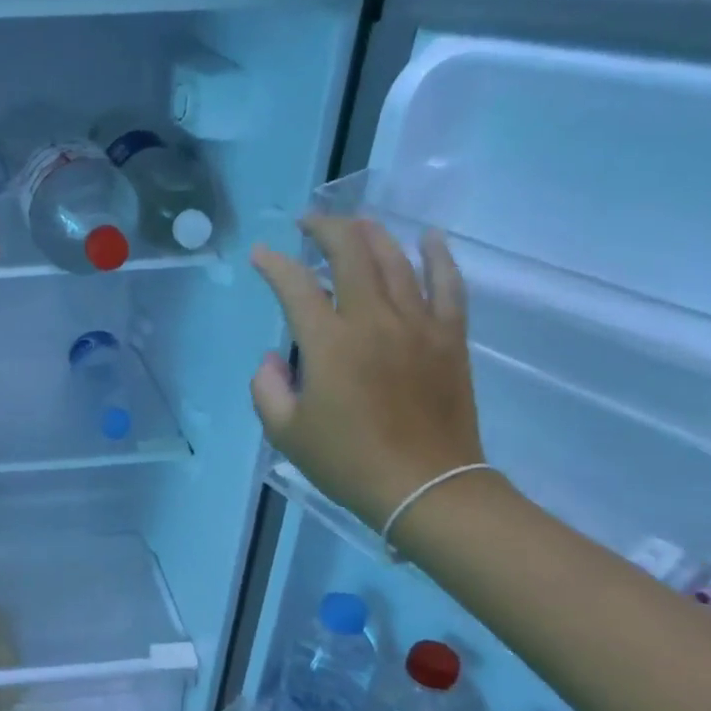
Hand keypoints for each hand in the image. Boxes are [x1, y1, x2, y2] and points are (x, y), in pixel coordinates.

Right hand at [249, 217, 484, 528]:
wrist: (426, 488)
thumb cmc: (348, 462)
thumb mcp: (286, 431)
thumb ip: (267, 387)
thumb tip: (275, 357)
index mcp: (329, 343)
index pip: (296, 286)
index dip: (274, 264)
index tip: (260, 254)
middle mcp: (374, 321)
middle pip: (351, 253)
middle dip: (325, 229)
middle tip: (307, 224)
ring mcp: (418, 324)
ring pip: (396, 260)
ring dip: (371, 234)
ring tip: (354, 223)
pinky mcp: (449, 337)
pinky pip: (448, 284)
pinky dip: (439, 256)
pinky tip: (428, 236)